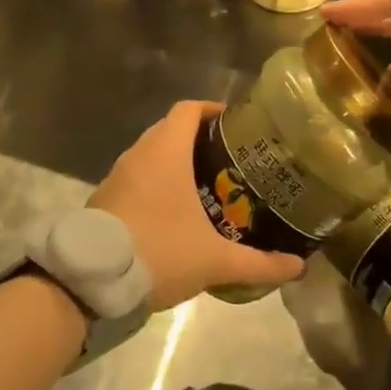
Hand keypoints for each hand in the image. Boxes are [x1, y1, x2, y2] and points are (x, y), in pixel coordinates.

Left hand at [89, 100, 305, 309]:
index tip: (235, 125)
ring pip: (151, 155)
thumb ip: (259, 263)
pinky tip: (174, 213)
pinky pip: (136, 178)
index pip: (189, 109)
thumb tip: (298, 267)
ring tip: (207, 186)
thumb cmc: (159, 251)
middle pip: (171, 130)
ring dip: (176, 163)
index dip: (212, 110)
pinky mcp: (104, 198)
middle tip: (230, 161)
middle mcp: (139, 154)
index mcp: (166, 152)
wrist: (92, 280)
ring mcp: (117, 176)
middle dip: (200, 140)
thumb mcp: (215, 261)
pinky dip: (156, 184)